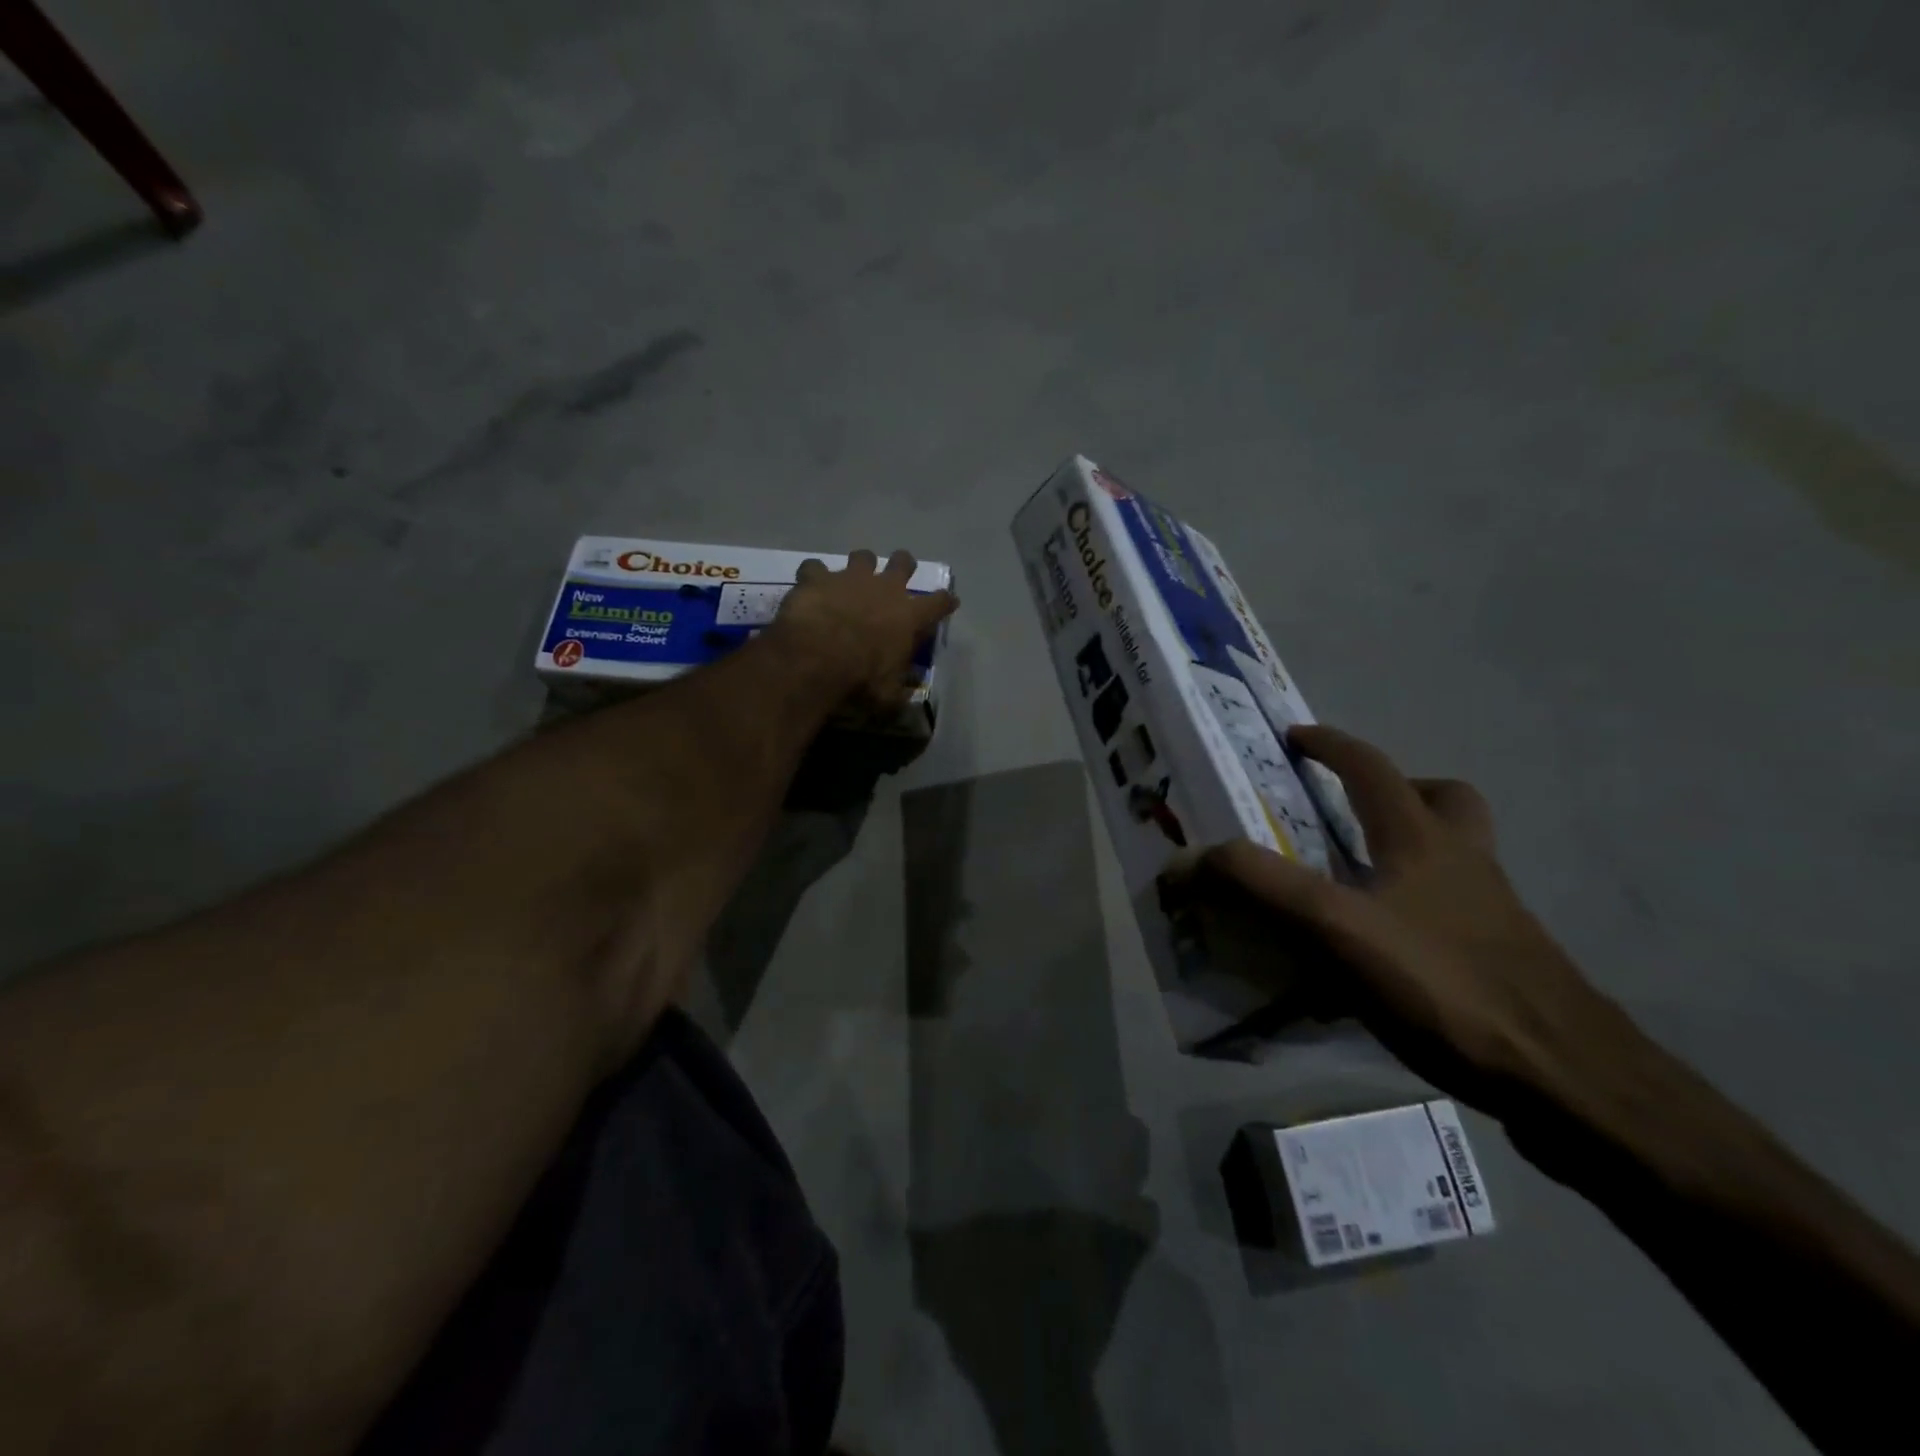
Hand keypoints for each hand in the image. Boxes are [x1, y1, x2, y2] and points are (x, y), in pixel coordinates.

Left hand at [770, 549, 957, 710]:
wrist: (817, 658)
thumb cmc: (861, 679)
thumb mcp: (888, 696)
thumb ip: (898, 691)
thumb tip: (905, 696)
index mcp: (909, 616)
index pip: (939, 603)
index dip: (945, 601)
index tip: (949, 601)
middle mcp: (885, 589)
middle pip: (903, 563)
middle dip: (904, 565)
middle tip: (899, 574)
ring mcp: (850, 578)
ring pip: (863, 557)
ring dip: (860, 566)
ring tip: (852, 579)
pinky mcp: (817, 578)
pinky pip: (815, 567)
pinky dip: (814, 576)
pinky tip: (810, 587)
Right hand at [1186, 724, 1624, 1104]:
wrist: (1568, 1081)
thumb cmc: (1446, 985)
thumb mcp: (1333, 928)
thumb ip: (1257, 886)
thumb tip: (1184, 861)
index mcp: (1424, 839)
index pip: (1371, 767)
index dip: (1330, 745)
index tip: (1295, 737)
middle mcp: (1465, 863)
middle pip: (1443, 799)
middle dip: (1395, 790)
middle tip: (1349, 813)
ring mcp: (1493, 913)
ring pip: (1455, 856)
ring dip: (1410, 849)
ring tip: (1356, 882)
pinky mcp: (1503, 961)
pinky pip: (1453, 912)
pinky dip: (1416, 911)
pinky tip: (1382, 955)